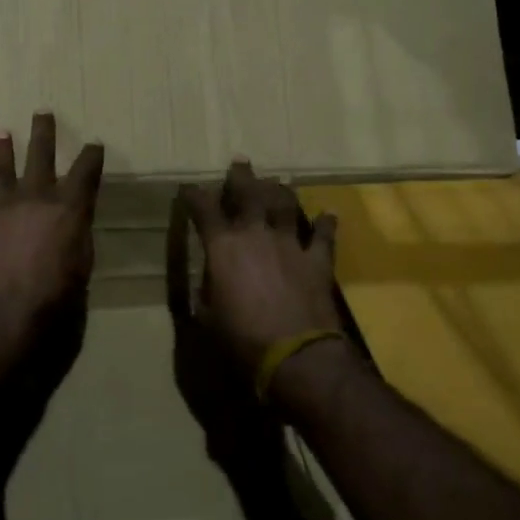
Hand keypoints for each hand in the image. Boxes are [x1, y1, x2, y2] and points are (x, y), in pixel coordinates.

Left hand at [0, 113, 103, 338]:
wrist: (1, 315)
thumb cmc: (55, 302)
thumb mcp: (81, 271)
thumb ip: (75, 243)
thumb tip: (69, 234)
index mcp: (70, 208)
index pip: (86, 172)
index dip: (91, 156)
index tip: (94, 143)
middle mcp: (35, 197)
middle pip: (41, 154)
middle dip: (44, 132)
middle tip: (43, 111)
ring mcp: (1, 206)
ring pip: (1, 168)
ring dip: (2, 150)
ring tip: (2, 132)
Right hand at [181, 160, 341, 376]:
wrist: (296, 355)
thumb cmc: (242, 339)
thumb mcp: (208, 317)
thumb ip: (208, 291)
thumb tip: (209, 282)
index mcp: (222, 247)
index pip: (204, 209)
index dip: (195, 195)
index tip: (189, 188)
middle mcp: (255, 235)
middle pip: (248, 194)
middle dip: (241, 177)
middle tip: (240, 164)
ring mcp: (290, 244)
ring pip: (285, 205)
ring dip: (279, 192)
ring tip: (277, 183)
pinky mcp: (317, 261)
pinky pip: (324, 236)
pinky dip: (326, 224)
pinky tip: (329, 214)